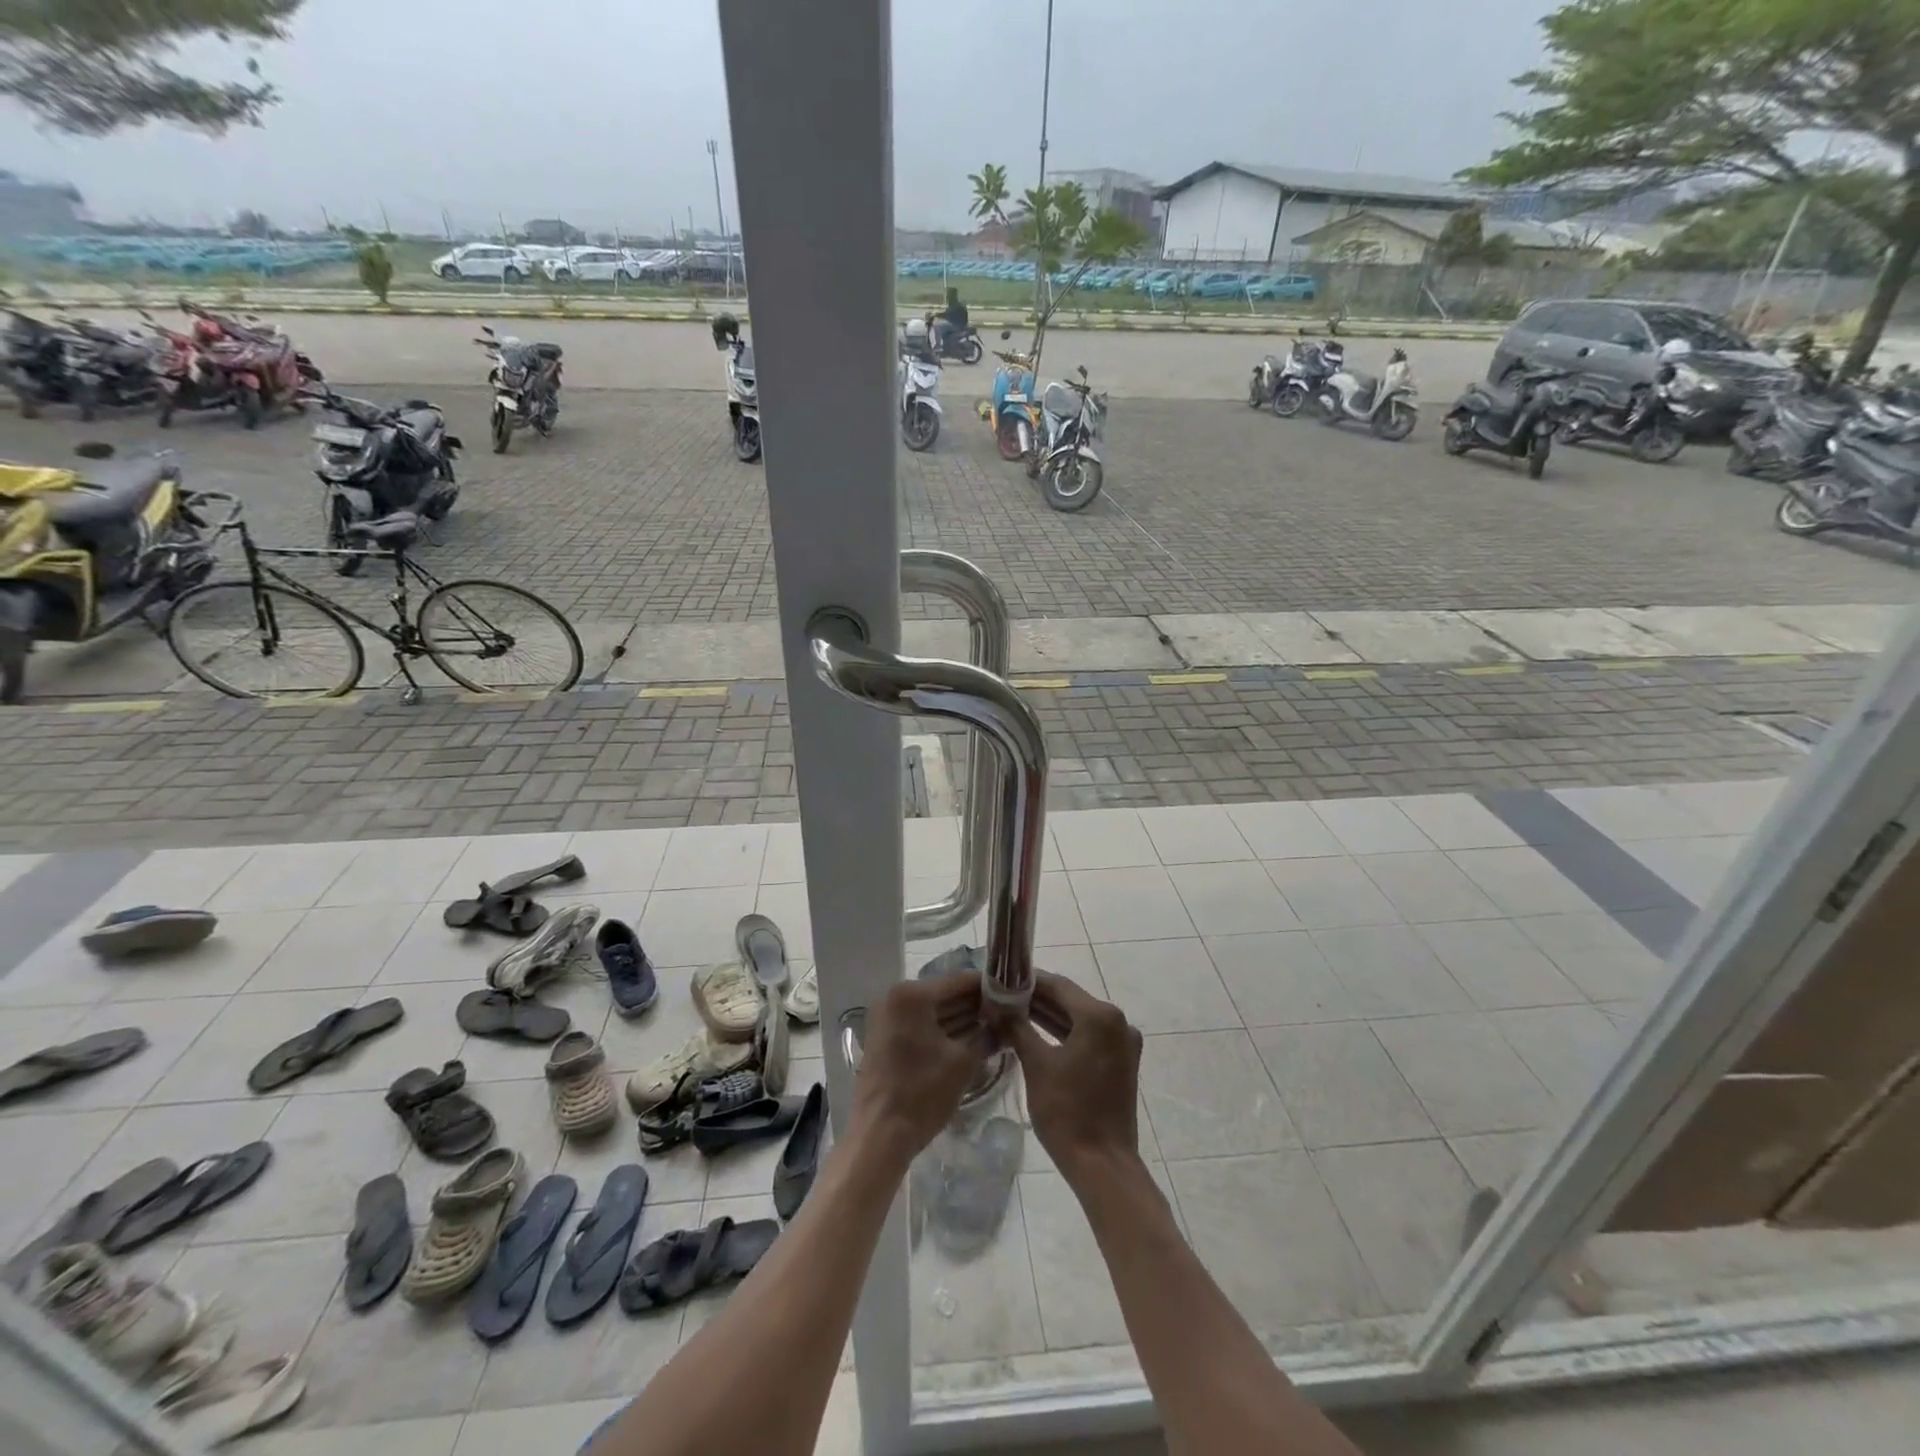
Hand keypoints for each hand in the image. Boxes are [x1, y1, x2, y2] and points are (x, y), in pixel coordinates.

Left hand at [850, 973, 994, 1166]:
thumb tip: (1006, 1023)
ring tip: (996, 1024)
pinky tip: (972, 1038)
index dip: (988, 986)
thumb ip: (987, 1035)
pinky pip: (921, 1025)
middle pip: (945, 995)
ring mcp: (888, 1018)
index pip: (958, 982)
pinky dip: (944, 1031)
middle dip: (976, 1004)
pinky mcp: (887, 1037)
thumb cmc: (922, 1093)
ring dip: (962, 1018)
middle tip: (1008, 1011)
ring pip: (934, 1011)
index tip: (1012, 991)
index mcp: (911, 996)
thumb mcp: (962, 1062)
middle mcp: (895, 998)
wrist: (880, 1135)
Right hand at [1002, 973, 1143, 1181]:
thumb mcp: (1037, 1065)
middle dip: (1037, 999)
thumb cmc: (1067, 1111)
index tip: (1003, 979)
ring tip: (1013, 1013)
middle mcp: (1118, 1022)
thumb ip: (1018, 1028)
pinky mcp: (1121, 1062)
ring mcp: (1123, 1043)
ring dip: (1049, 1016)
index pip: (1059, 986)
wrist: (1102, 1164)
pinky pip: (1089, 1037)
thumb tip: (999, 1006)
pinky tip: (1036, 1034)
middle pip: (1071, 1000)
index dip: (1029, 981)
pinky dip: (1065, 1033)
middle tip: (1003, 997)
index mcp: (1100, 1016)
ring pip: (1079, 1019)